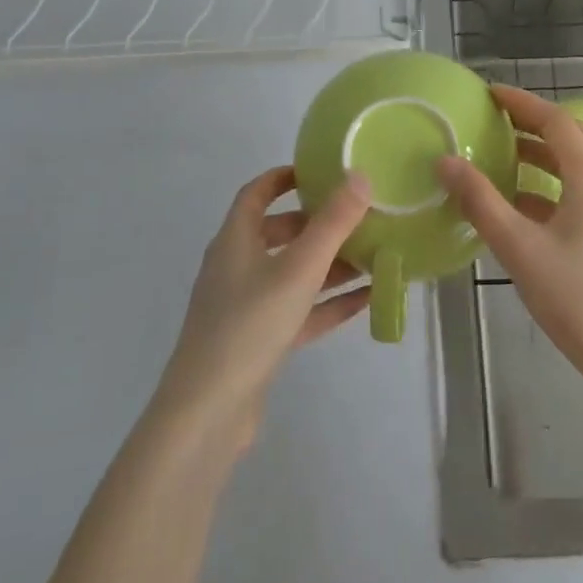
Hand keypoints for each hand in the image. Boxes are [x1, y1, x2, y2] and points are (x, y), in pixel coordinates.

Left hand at [157, 166, 370, 445]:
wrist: (209, 411)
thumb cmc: (249, 324)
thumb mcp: (298, 268)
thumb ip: (332, 223)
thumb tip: (359, 176)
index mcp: (235, 240)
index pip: (256, 194)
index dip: (284, 177)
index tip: (319, 170)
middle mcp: (237, 267)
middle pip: (278, 233)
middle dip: (317, 222)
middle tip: (357, 215)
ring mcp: (246, 306)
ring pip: (293, 273)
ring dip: (330, 264)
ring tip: (373, 254)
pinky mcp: (260, 340)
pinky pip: (300, 310)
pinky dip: (329, 302)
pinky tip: (366, 300)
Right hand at [436, 85, 582, 392]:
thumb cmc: (576, 299)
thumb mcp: (519, 248)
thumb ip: (481, 201)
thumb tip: (445, 161)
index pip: (556, 122)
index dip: (522, 103)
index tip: (490, 94)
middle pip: (571, 140)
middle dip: (532, 125)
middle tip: (493, 121)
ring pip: (577, 168)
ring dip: (542, 157)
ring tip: (502, 156)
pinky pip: (582, 193)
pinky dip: (551, 187)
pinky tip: (522, 205)